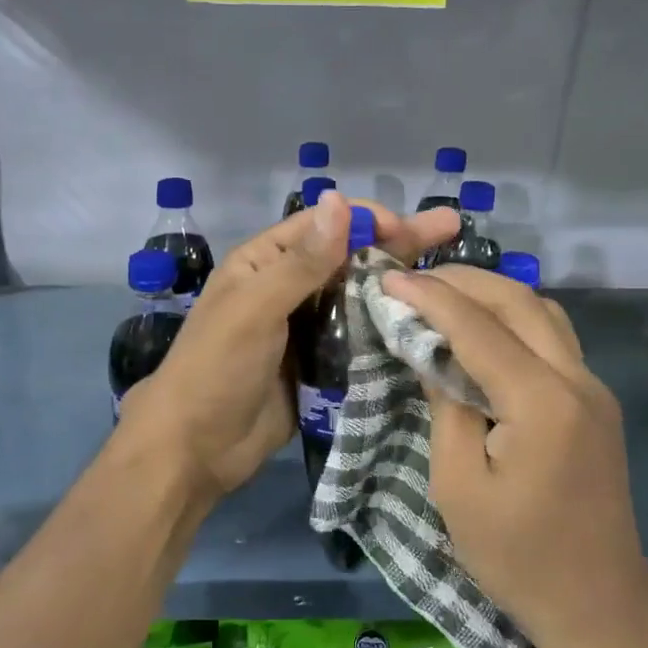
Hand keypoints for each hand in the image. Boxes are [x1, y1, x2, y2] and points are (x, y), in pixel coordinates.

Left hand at [119, 192, 461, 509]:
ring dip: (397, 283)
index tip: (411, 229)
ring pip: (358, 294)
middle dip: (397, 242)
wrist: (196, 448)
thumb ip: (301, 261)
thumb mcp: (255, 309)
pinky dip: (387, 325)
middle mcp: (288, 285)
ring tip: (450, 276)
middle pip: (349, 255)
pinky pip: (358, 334)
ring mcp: (305, 325)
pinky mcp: (319, 361)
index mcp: (264, 261)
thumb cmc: (217, 369)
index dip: (368, 220)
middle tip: (451, 227)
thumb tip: (340, 199)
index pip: (324, 225)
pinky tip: (424, 321)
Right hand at [382, 264, 647, 647]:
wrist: (598, 602)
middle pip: (520, 301)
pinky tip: (483, 331)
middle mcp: (577, 381)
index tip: (388, 278)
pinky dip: (515, 319)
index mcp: (541, 403)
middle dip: (463, 280)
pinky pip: (554, 338)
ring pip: (544, 312)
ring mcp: (594, 389)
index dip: (429, 298)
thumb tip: (431, 353)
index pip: (478, 327)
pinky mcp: (596, 403)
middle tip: (413, 280)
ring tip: (444, 296)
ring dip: (493, 293)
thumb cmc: (515, 556)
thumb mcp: (457, 486)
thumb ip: (445, 407)